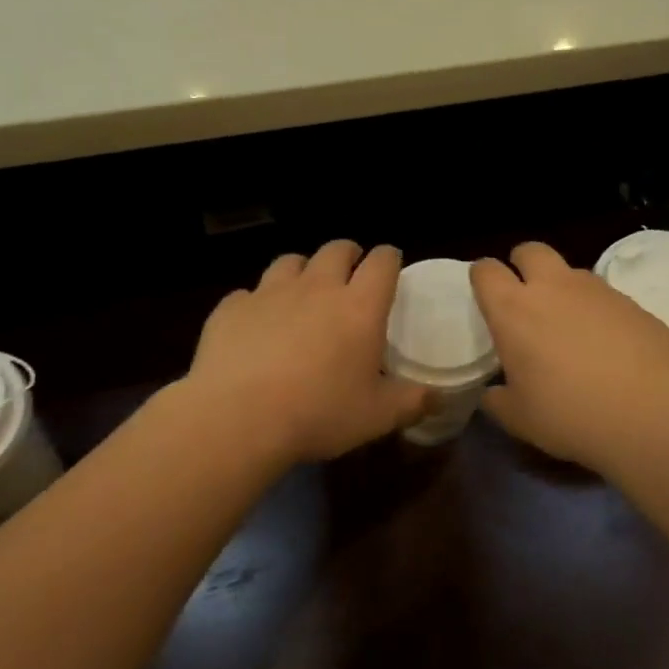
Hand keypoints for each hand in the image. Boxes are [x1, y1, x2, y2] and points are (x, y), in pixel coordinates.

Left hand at [187, 241, 429, 464]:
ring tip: (303, 293)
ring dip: (303, 271)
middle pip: (336, 249)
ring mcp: (269, 293)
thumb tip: (437, 397)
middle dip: (348, 255)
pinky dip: (258, 303)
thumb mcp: (377, 417)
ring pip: (290, 262)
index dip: (389, 258)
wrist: (238, 419)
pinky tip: (256, 326)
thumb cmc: (319, 414)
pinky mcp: (231, 309)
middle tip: (351, 275)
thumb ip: (412, 402)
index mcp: (359, 307)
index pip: (382, 261)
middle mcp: (317, 288)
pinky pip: (248, 294)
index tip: (391, 267)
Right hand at [471, 242, 668, 470]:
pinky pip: (605, 297)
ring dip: (563, 289)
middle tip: (527, 299)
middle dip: (523, 265)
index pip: (486, 271)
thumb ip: (499, 400)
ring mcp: (598, 290)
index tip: (487, 299)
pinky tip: (608, 347)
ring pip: (571, 272)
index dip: (483, 279)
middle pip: (530, 250)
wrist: (652, 412)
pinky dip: (598, 312)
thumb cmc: (571, 414)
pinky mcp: (634, 302)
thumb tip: (494, 394)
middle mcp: (554, 288)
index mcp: (514, 311)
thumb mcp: (520, 419)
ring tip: (570, 330)